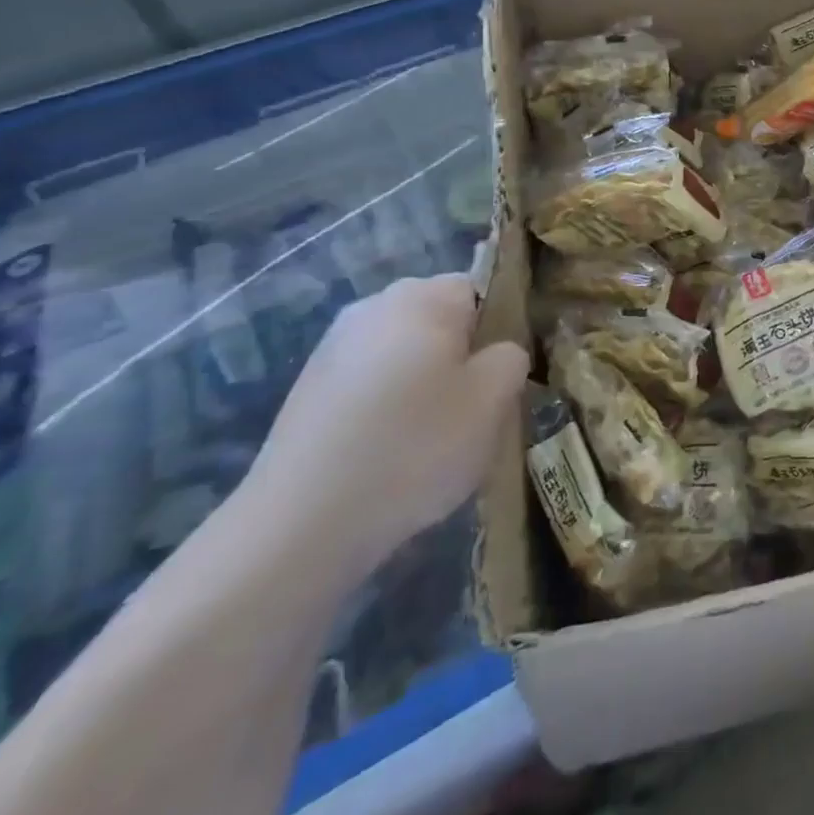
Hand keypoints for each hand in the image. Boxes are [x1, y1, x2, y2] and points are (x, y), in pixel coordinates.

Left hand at [242, 275, 528, 575]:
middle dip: (462, 357)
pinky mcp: (308, 391)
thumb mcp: (494, 400)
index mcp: (422, 297)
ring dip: (426, 385)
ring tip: (433, 439)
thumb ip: (512, 358)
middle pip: (441, 321)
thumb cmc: (416, 446)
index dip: (501, 330)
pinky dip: (390, 409)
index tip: (502, 377)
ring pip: (406, 354)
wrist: (301, 525)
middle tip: (475, 410)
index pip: (482, 290)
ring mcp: (333, 349)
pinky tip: (392, 453)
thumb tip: (498, 352)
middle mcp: (373, 308)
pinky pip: (373, 385)